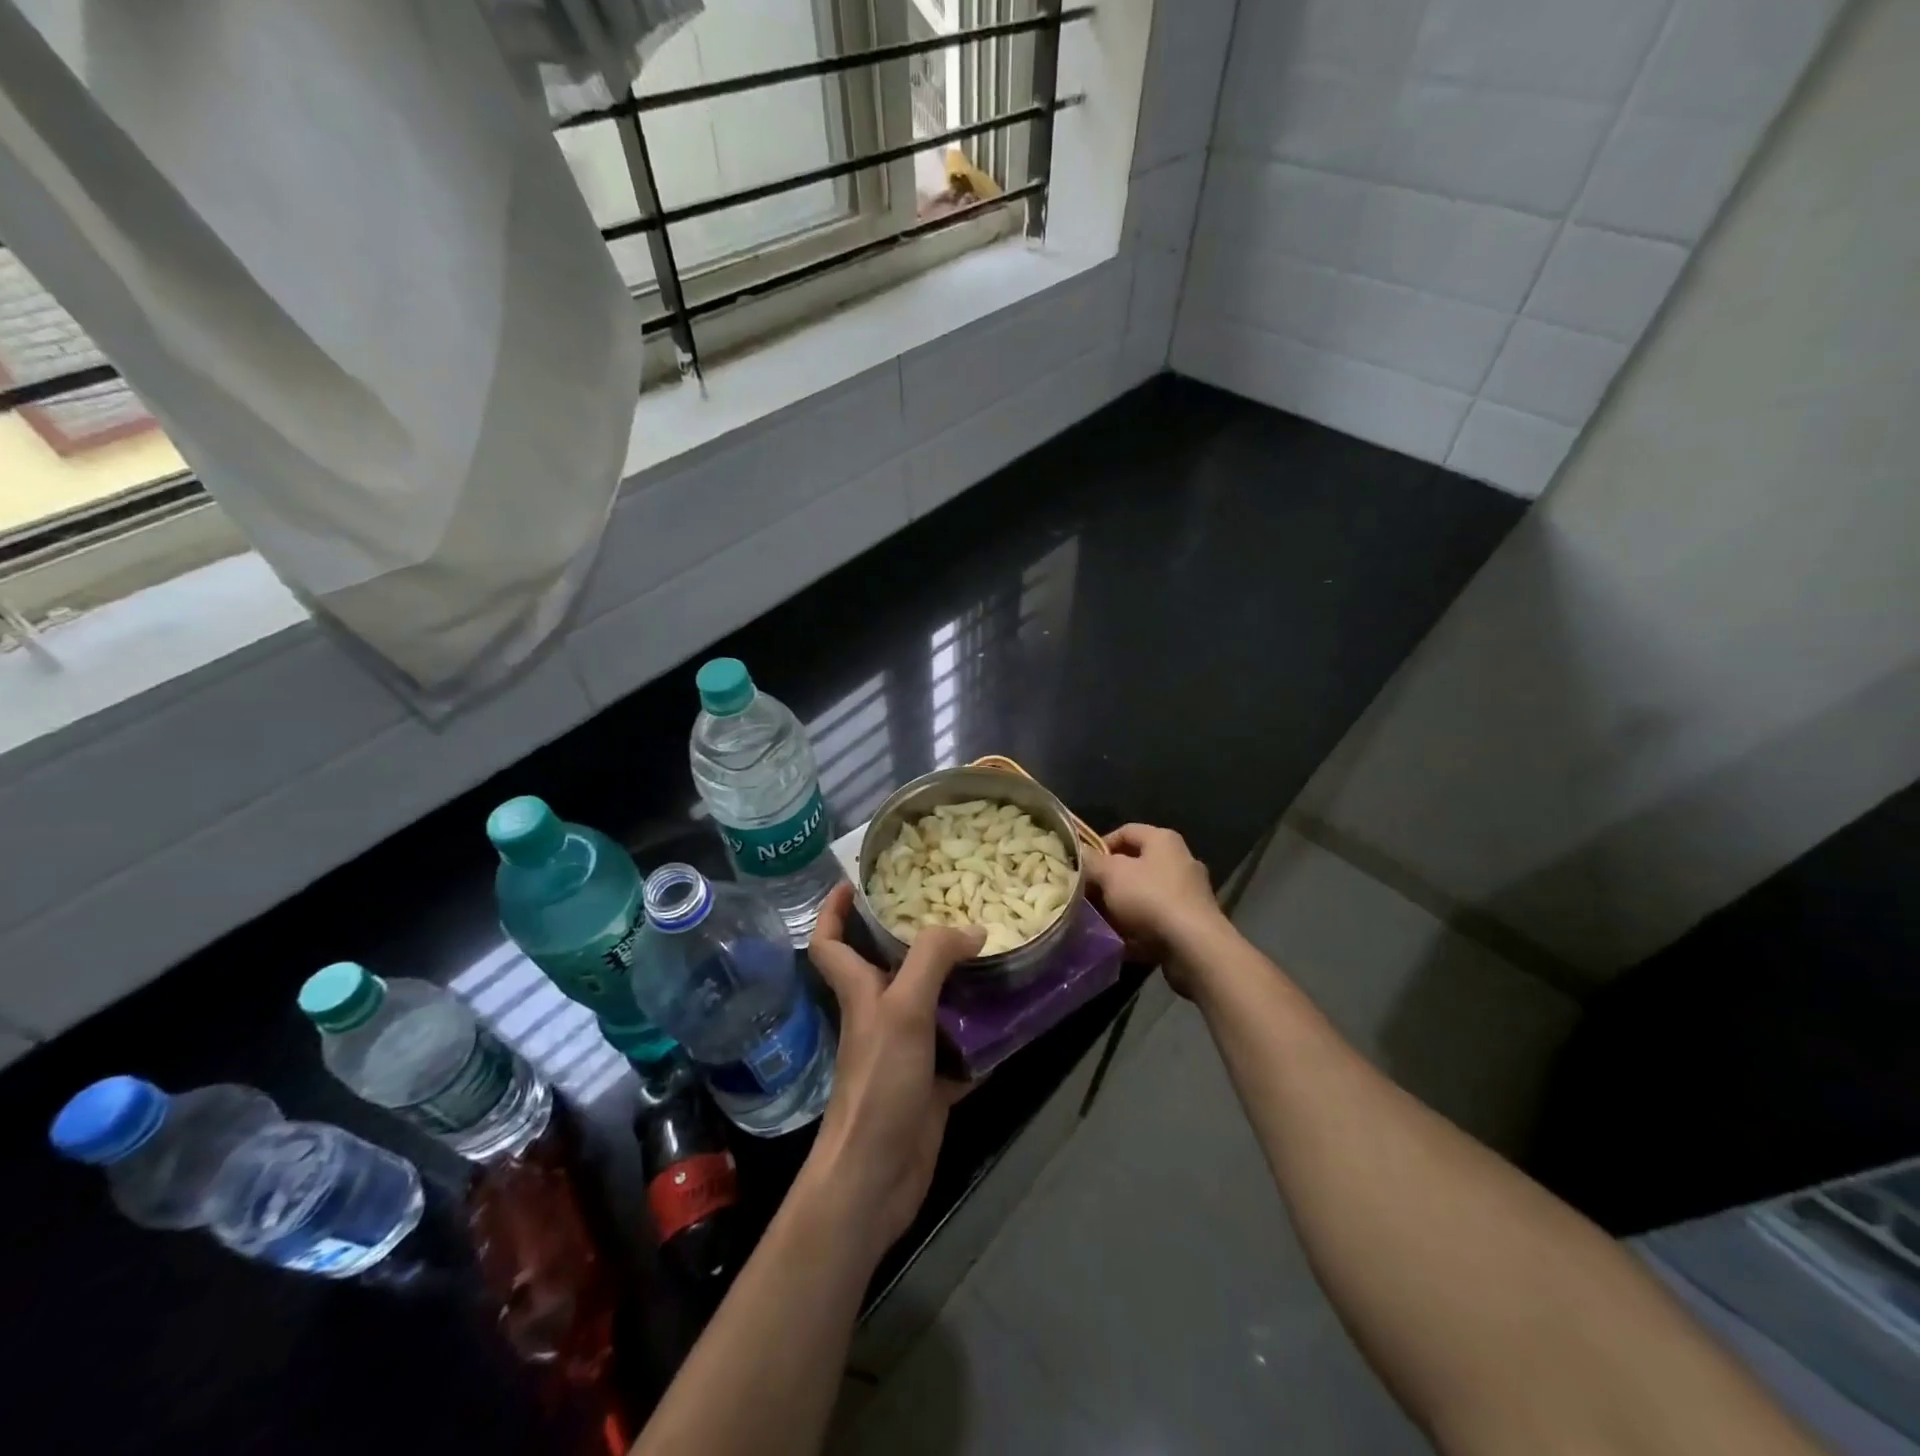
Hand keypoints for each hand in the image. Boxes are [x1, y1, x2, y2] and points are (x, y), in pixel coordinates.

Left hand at [804, 882, 982, 1257]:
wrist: (876, 1176)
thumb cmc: (879, 1083)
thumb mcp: (903, 1009)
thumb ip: (934, 960)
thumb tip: (974, 930)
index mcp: (860, 991)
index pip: (830, 942)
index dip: (834, 910)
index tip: (855, 882)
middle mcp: (880, 1014)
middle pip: (892, 966)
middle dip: (918, 937)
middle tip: (958, 909)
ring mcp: (906, 1051)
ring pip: (933, 1004)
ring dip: (960, 983)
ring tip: (996, 954)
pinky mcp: (930, 1084)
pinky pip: (961, 1049)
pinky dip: (983, 1036)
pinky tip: (1013, 1018)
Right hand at [1082, 824, 1225, 991]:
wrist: (1193, 946)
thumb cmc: (1150, 898)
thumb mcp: (1110, 874)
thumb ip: (1092, 862)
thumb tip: (1080, 854)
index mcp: (1163, 840)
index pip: (1125, 831)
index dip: (1100, 846)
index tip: (1083, 866)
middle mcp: (1181, 860)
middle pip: (1136, 864)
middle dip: (1110, 879)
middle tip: (1088, 894)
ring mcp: (1190, 892)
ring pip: (1145, 893)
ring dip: (1123, 905)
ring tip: (1102, 919)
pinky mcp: (1193, 921)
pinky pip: (1158, 918)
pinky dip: (1140, 926)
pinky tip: (1123, 938)